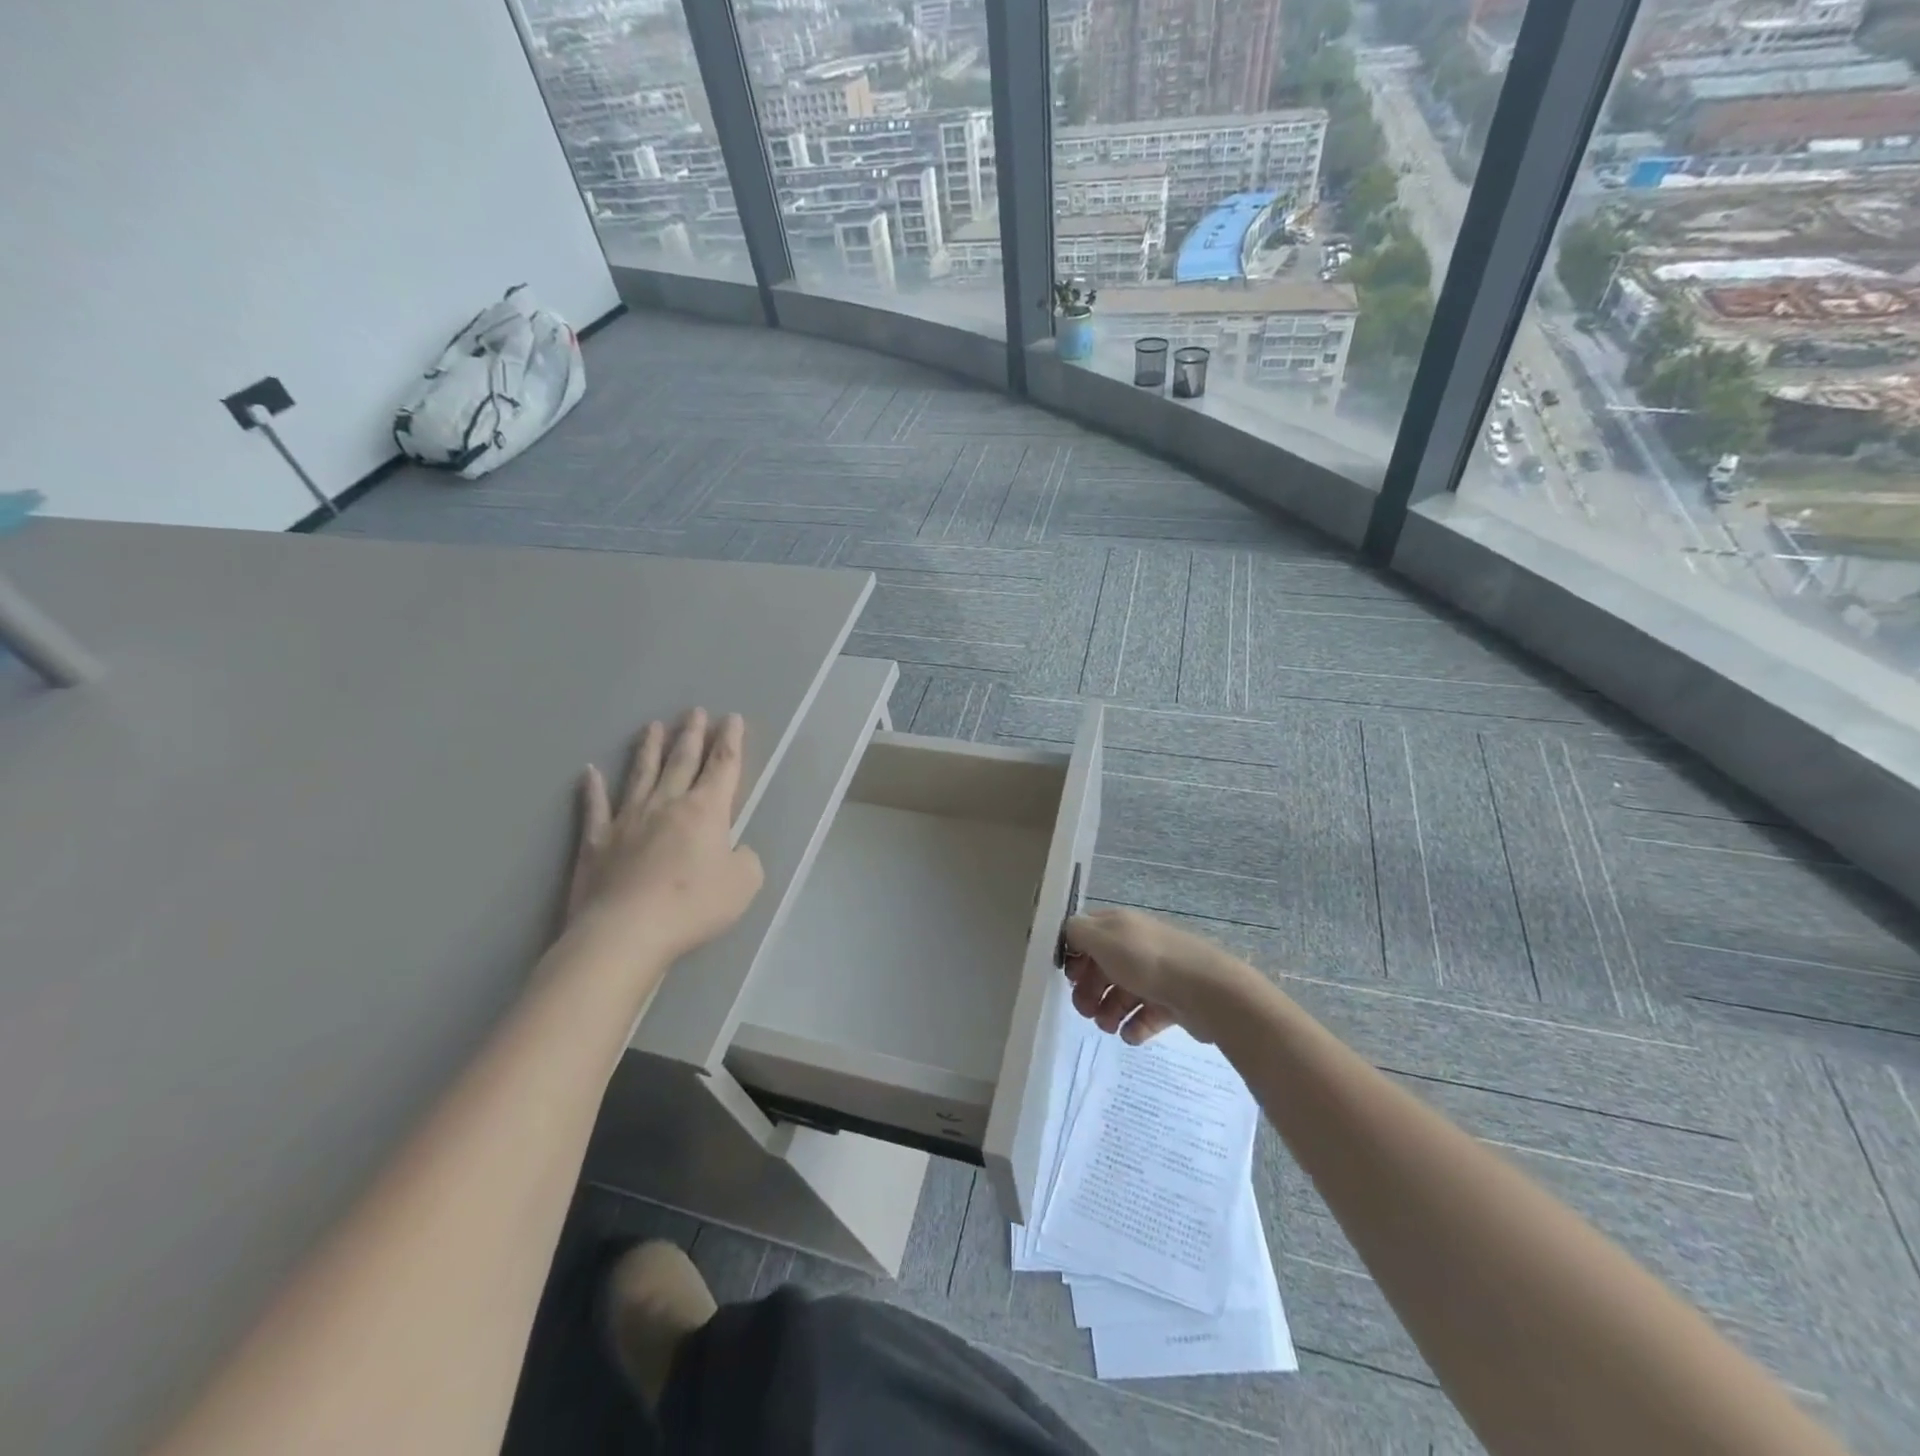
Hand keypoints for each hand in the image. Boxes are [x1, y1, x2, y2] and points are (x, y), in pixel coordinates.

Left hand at [568, 709, 763, 963]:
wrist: (626, 931)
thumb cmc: (693, 906)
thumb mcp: (744, 884)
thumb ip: (745, 859)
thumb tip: (734, 849)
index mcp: (706, 811)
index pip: (723, 766)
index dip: (731, 741)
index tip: (732, 718)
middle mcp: (667, 804)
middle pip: (682, 761)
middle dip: (692, 735)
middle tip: (694, 711)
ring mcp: (628, 820)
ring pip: (641, 774)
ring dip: (650, 749)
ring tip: (653, 727)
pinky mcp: (596, 842)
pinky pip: (595, 808)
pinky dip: (593, 789)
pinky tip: (589, 772)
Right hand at [1062, 907, 1257, 1045]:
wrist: (1206, 990)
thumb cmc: (1146, 960)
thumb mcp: (1101, 938)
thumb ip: (1076, 932)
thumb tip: (1068, 935)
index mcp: (1120, 926)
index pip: (1088, 935)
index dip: (1075, 955)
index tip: (1070, 977)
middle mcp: (1137, 945)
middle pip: (1103, 967)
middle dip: (1089, 990)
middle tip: (1085, 1011)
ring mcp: (1157, 974)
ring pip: (1123, 993)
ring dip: (1108, 1012)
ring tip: (1108, 1027)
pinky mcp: (1173, 1001)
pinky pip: (1146, 1014)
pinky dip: (1135, 1026)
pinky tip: (1130, 1035)